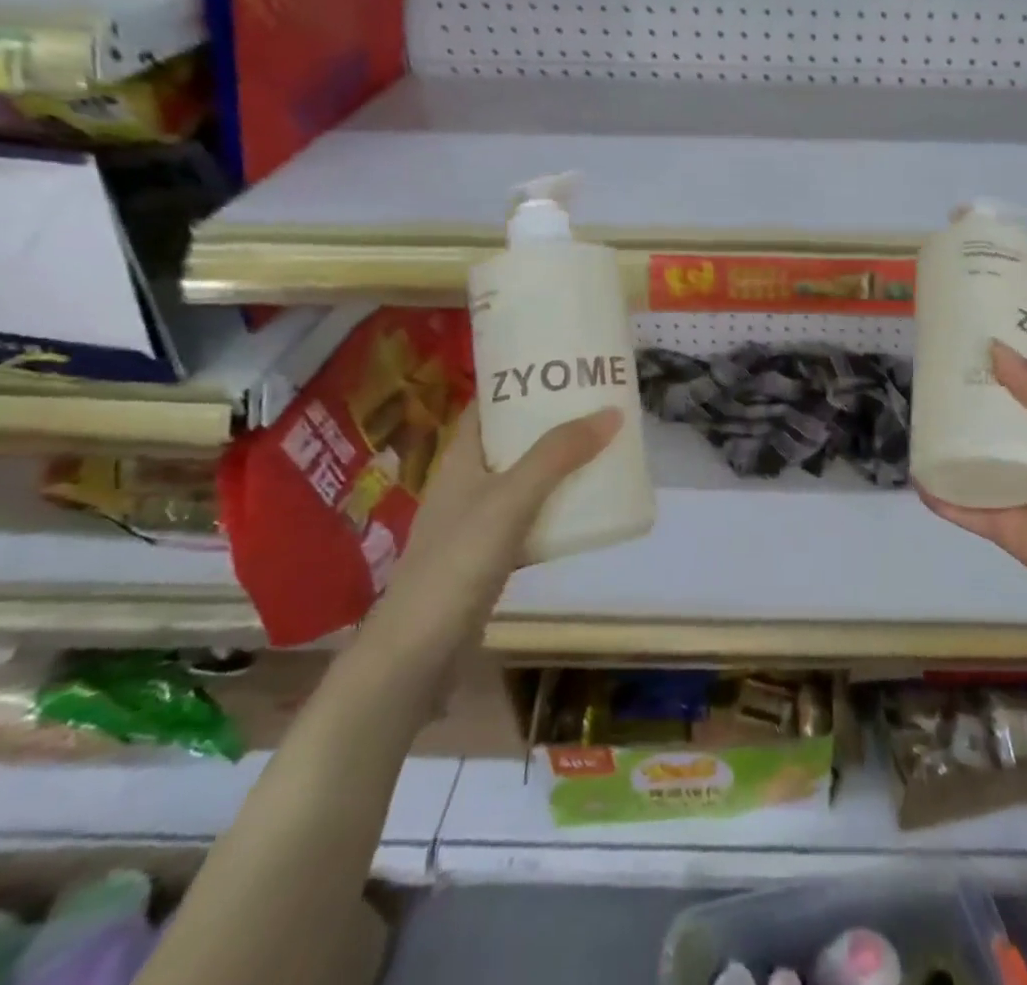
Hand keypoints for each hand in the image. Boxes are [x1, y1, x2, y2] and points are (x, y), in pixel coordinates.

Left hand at [367, 401, 620, 661]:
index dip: (519, 383)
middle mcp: (465, 485)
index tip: (562, 368)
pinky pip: (529, 518)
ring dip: (556, 465)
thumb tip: (611, 412)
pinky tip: (584, 509)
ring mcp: (475, 524)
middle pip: (511, 441)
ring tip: (600, 449)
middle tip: (597, 407)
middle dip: (550, 423)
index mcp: (460, 460)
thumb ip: (557, 456)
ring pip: (522, 480)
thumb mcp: (511, 500)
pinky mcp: (488, 558)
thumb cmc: (456, 563)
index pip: (487, 405)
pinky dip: (554, 507)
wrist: (415, 656)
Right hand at [918, 342, 1026, 622]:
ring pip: (971, 471)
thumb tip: (995, 348)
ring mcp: (1015, 497)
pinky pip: (965, 511)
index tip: (958, 352)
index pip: (1015, 400)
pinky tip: (919, 481)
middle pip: (987, 435)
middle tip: (925, 388)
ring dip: (944, 455)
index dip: (990, 378)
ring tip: (915, 429)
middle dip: (959, 415)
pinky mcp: (1003, 530)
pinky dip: (941, 498)